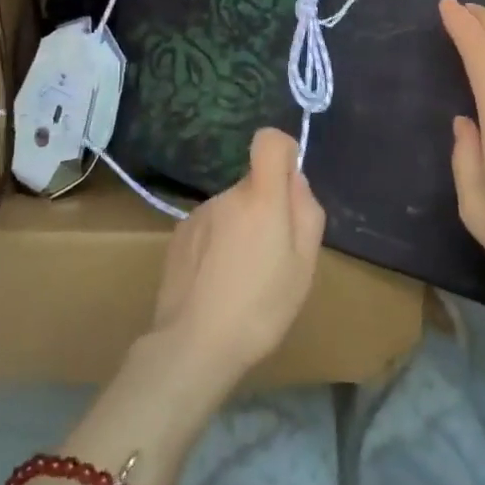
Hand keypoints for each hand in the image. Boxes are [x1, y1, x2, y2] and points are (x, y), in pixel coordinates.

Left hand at [147, 127, 325, 392]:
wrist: (194, 344)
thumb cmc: (261, 307)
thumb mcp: (304, 265)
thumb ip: (306, 212)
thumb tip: (295, 180)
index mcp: (261, 197)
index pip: (269, 140)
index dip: (284, 152)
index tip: (290, 185)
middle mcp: (227, 195)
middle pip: (254, 184)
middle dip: (267, 208)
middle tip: (273, 257)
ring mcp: (198, 214)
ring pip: (232, 208)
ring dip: (241, 229)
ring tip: (242, 277)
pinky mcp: (178, 235)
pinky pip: (210, 226)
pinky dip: (218, 243)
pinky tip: (217, 282)